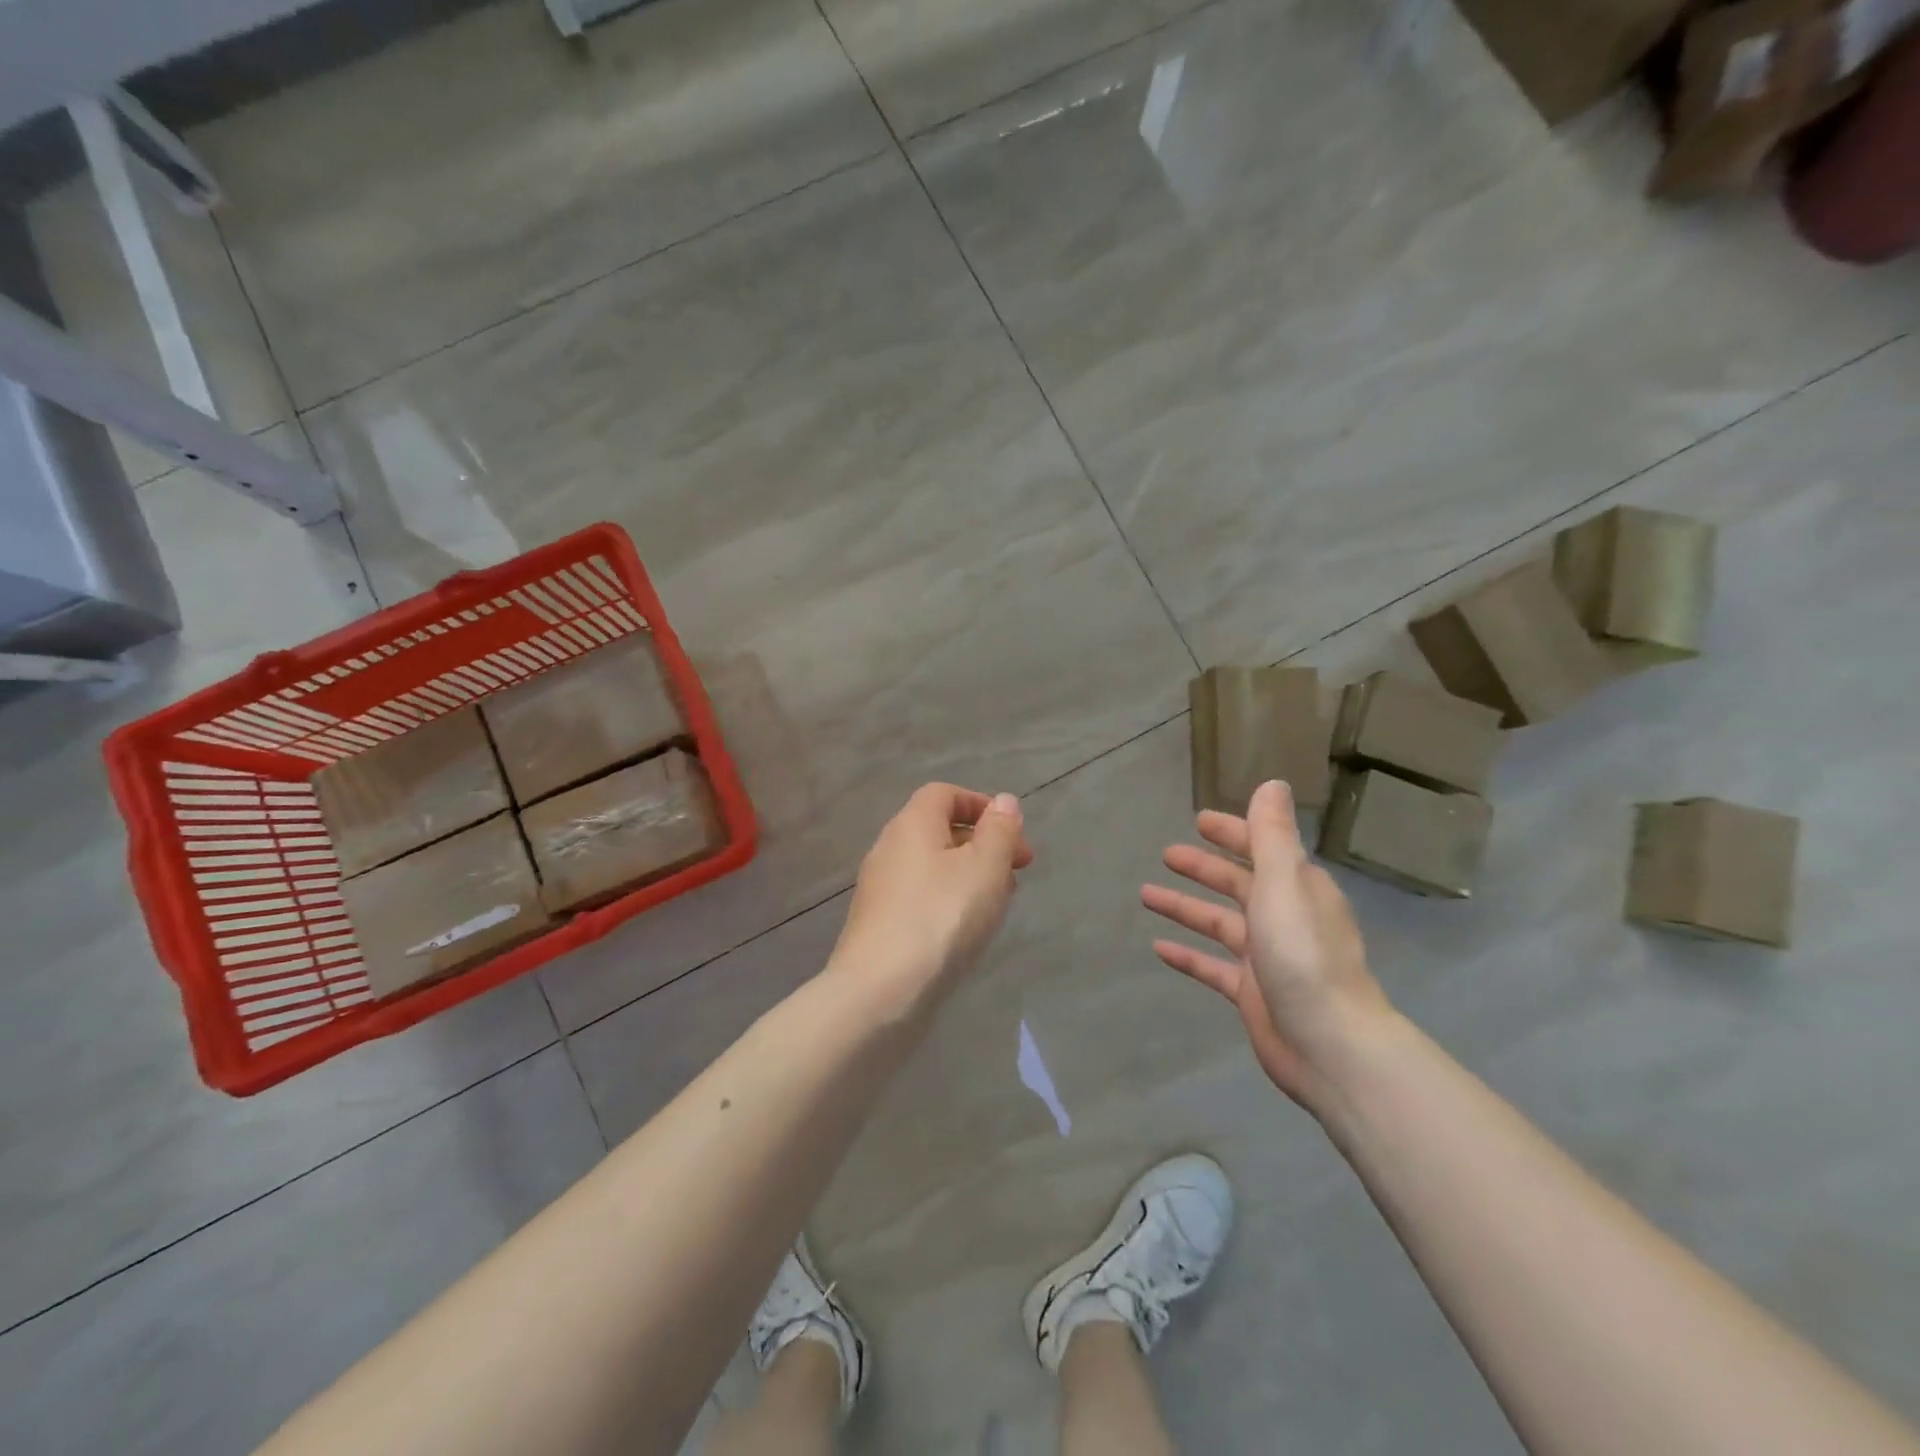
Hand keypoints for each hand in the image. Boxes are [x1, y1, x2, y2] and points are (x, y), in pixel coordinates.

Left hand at [830, 783, 1032, 1010]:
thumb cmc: (941, 917)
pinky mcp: (878, 925)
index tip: (1012, 832)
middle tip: (1018, 871)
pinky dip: (948, 902)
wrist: (880, 992)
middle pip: (939, 831)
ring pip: (932, 868)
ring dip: (969, 876)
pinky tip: (967, 932)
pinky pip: (920, 899)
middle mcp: (889, 848)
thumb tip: (1004, 802)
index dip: (980, 805)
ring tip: (999, 904)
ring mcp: (880, 889)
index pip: (944, 794)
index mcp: (911, 824)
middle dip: (983, 845)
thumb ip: (999, 831)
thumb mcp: (985, 868)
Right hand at [1141, 780, 1390, 1107]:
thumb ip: (1272, 834)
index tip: (1198, 820)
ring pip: (1219, 923)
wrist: (1330, 1044)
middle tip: (1166, 855)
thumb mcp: (1284, 883)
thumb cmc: (1304, 955)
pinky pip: (1212, 966)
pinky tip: (1158, 948)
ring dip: (1185, 907)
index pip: (1261, 848)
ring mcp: (1267, 957)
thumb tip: (1271, 783)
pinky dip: (1188, 955)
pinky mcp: (1252, 992)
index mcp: (1297, 888)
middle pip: (1237, 884)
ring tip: (1145, 895)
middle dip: (1203, 868)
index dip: (1232, 833)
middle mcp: (1284, 917)